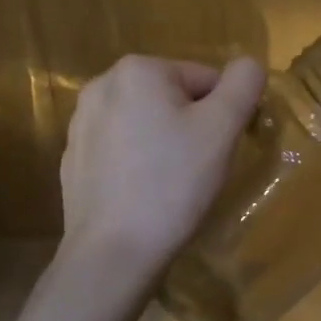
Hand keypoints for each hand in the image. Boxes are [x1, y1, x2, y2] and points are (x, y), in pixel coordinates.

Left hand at [59, 55, 266, 286]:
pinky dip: (137, 164)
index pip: (205, 79)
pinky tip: (143, 194)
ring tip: (170, 184)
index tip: (218, 150)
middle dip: (191, 127)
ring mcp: (81, 124)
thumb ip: (244, 83)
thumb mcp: (223, 127)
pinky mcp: (73, 159)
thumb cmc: (173, 183)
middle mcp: (102, 85)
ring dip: (165, 143)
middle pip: (173, 98)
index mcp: (138, 69)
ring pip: (146, 123)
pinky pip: (121, 149)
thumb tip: (248, 65)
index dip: (222, 114)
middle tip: (197, 168)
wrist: (112, 255)